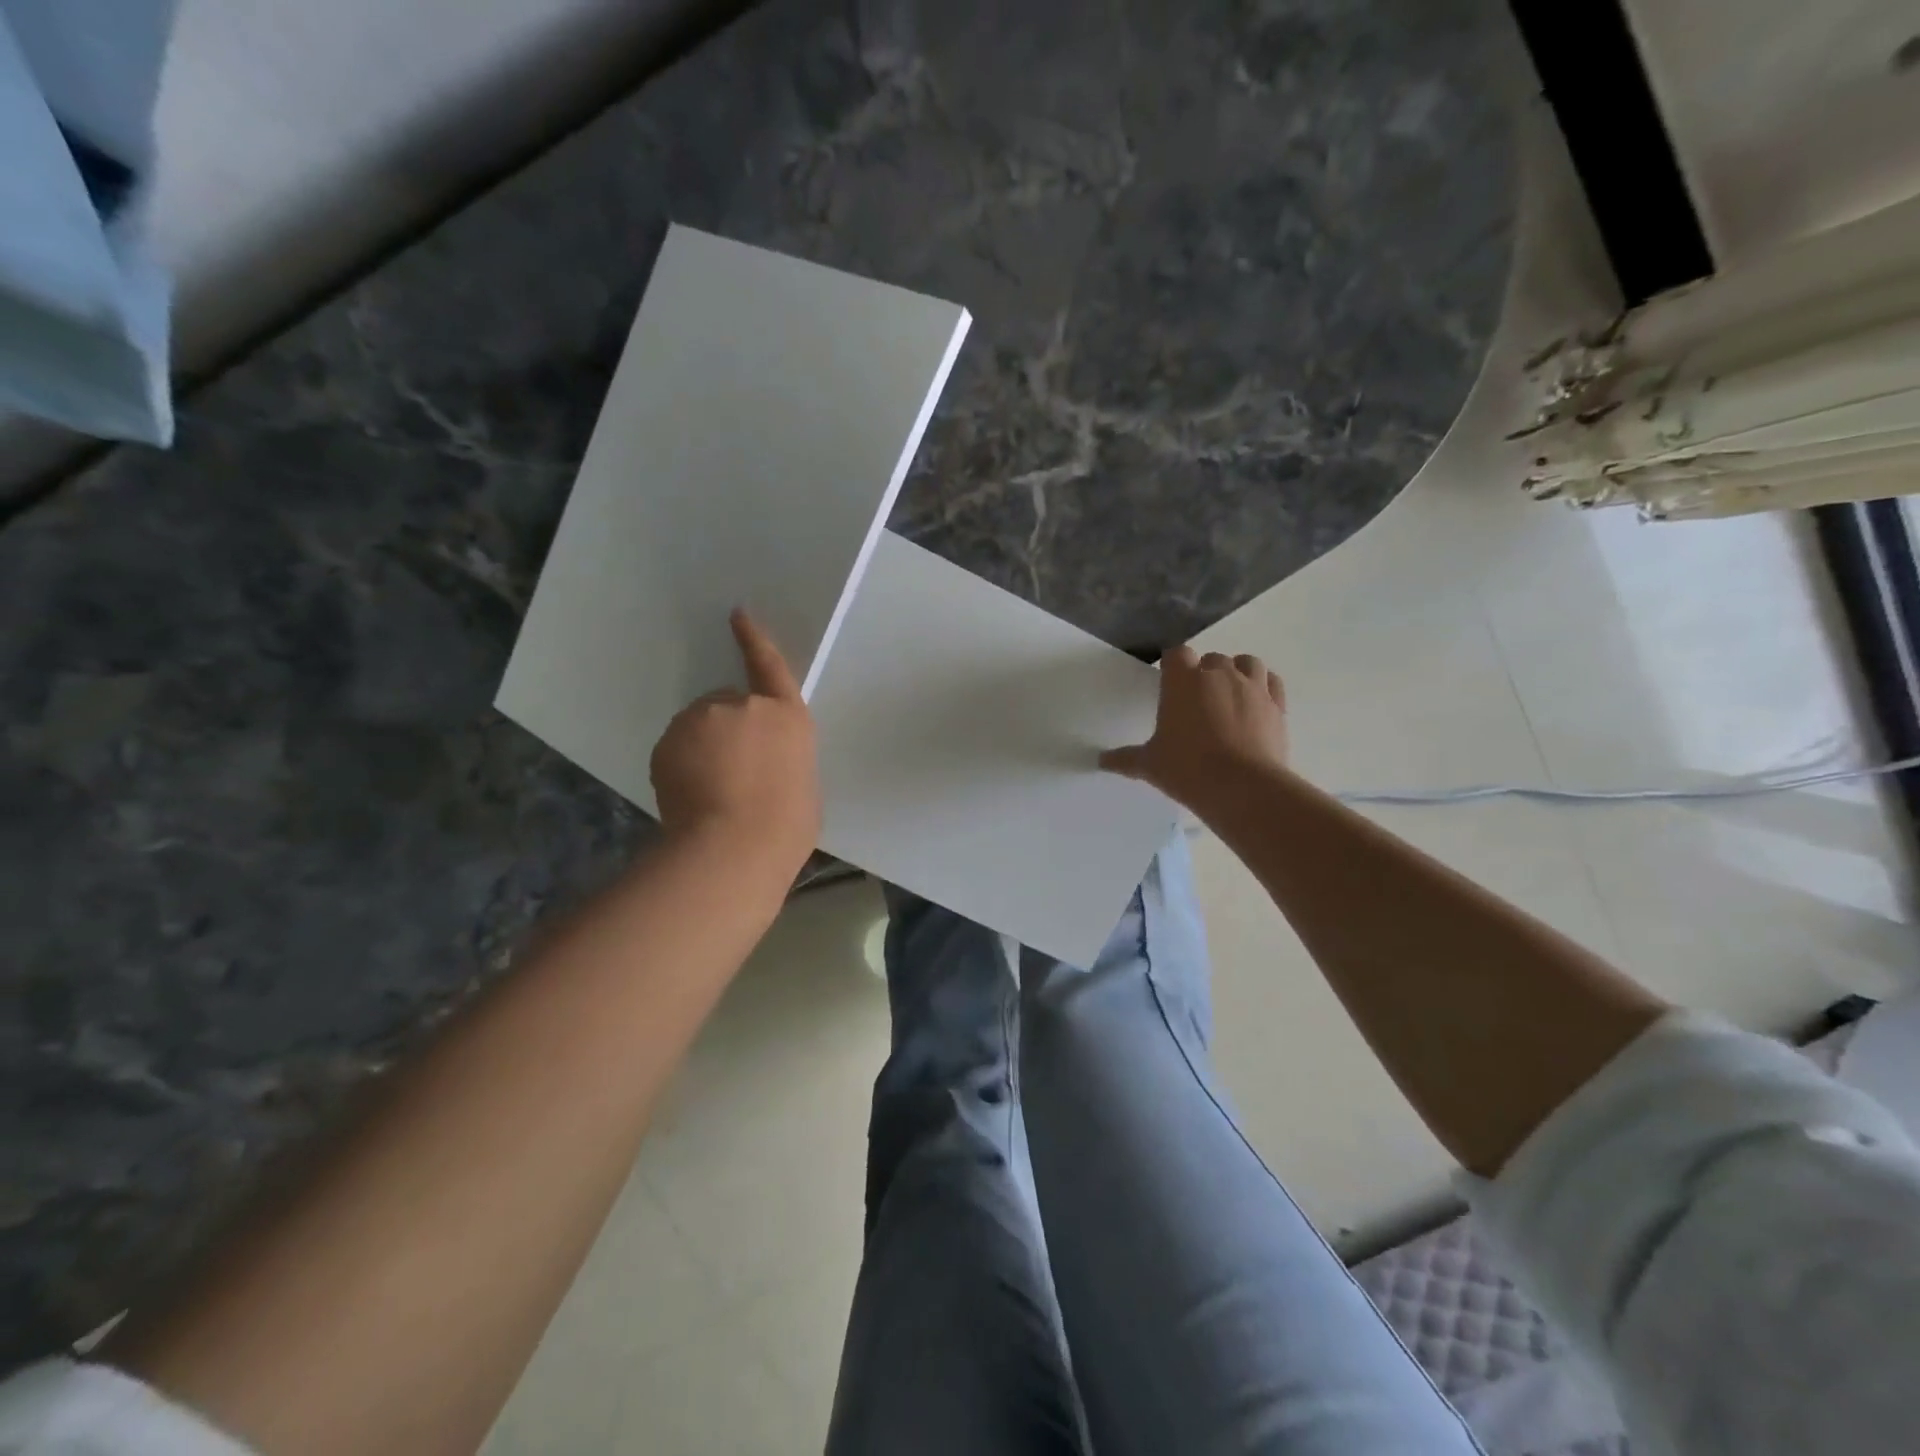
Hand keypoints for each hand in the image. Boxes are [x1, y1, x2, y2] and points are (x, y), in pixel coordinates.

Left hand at [650, 609, 821, 872]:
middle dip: (729, 731)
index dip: (754, 639)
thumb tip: (764, 766)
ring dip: (704, 749)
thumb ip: (783, 759)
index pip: (769, 666)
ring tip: (712, 792)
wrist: (734, 847)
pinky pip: (677, 749)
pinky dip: (681, 766)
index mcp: (787, 716)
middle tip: (734, 775)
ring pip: (700, 728)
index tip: (737, 615)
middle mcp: (743, 707)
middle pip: (730, 706)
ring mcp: (701, 721)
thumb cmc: (786, 826)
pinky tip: (690, 797)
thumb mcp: (802, 785)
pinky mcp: (668, 742)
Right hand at [1099, 646, 1288, 815]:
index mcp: (1182, 681)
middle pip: (1211, 659)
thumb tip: (1100, 761)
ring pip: (1246, 662)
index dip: (1172, 665)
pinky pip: (1271, 682)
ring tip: (1228, 695)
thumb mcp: (1149, 765)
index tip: (1168, 682)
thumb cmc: (1187, 769)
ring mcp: (1252, 687)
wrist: (1243, 787)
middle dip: (1204, 673)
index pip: (1176, 654)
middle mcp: (1218, 674)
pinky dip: (1263, 686)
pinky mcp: (1277, 705)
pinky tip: (1256, 703)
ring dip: (1237, 672)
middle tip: (1196, 701)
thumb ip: (1125, 759)